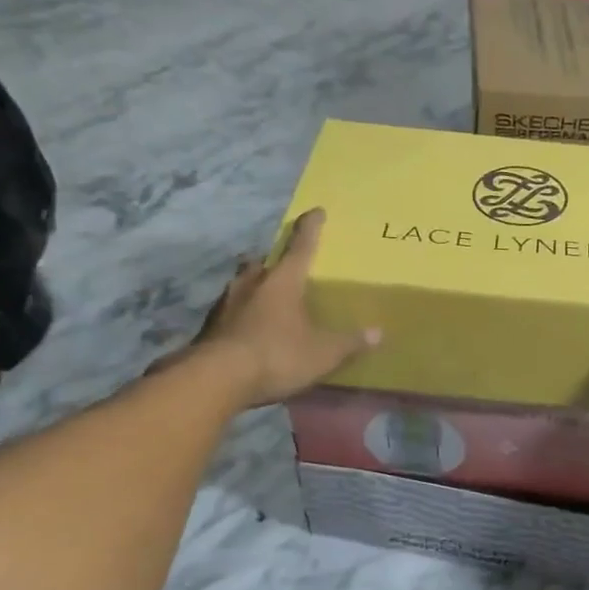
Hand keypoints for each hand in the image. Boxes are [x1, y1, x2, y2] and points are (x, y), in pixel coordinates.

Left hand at [182, 209, 378, 405]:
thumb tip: (378, 333)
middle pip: (262, 262)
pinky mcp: (210, 325)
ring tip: (266, 297)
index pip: (301, 247)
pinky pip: (231, 309)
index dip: (311, 228)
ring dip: (254, 286)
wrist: (216, 378)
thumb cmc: (277, 355)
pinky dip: (242, 313)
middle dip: (273, 261)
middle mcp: (252, 283)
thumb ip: (349, 343)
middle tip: (283, 266)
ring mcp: (226, 303)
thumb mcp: (322, 353)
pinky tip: (249, 327)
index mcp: (282, 281)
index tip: (316, 211)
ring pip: (242, 283)